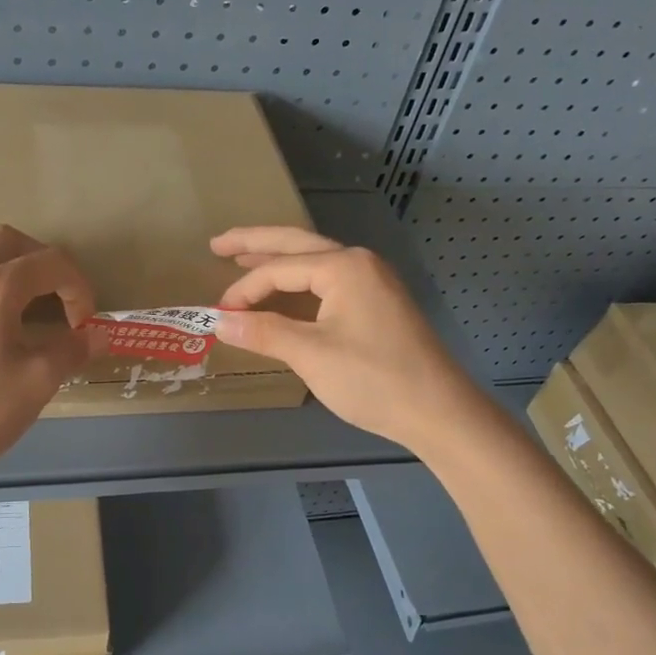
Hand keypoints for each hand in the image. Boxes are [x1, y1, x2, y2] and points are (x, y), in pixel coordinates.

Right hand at [211, 226, 479, 455]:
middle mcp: (359, 263)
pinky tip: (285, 292)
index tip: (219, 315)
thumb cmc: (373, 379)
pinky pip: (329, 282)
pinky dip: (299, 282)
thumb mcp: (311, 355)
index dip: (244, 290)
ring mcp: (373, 282)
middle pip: (297, 244)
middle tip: (217, 244)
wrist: (438, 411)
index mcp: (344, 266)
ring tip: (242, 259)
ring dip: (278, 261)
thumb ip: (263, 332)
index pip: (279, 268)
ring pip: (315, 261)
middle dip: (255, 243)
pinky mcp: (378, 304)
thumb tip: (218, 321)